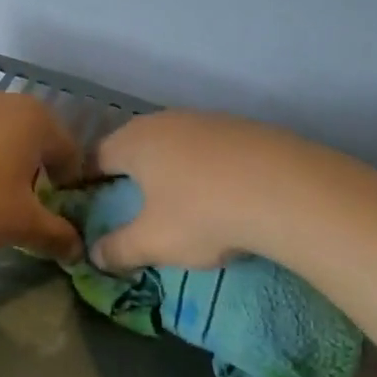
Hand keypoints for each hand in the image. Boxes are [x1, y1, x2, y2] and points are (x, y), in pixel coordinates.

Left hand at [0, 92, 84, 260]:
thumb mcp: (21, 226)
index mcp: (36, 120)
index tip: (52, 212)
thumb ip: (56, 235)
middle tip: (14, 206)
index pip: (69, 153)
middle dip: (28, 171)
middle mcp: (2, 99)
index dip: (67, 186)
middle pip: (28, 139)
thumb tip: (77, 248)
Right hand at [91, 110, 295, 270]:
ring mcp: (209, 120)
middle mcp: (167, 121)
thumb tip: (95, 256)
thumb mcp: (153, 242)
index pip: (95, 156)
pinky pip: (211, 149)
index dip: (86, 181)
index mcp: (135, 142)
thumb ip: (118, 249)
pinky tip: (222, 193)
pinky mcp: (246, 128)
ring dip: (170, 169)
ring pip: (175, 144)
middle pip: (135, 145)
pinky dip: (206, 169)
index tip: (88, 203)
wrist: (290, 191)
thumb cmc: (203, 214)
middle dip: (129, 173)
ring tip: (178, 201)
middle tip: (131, 203)